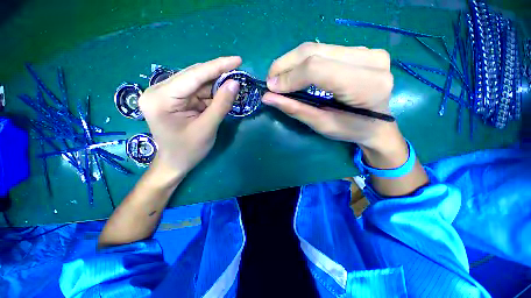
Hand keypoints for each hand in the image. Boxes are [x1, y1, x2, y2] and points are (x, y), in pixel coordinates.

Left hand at [138, 56, 241, 180]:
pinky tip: (222, 95)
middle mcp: (159, 90)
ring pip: (197, 82)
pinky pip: (196, 91)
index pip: (194, 75)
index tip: (238, 59)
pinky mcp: (174, 99)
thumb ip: (221, 104)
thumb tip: (235, 83)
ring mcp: (166, 94)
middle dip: (218, 75)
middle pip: (194, 76)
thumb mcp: (207, 128)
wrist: (174, 163)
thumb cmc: (188, 151)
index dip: (218, 66)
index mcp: (161, 98)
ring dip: (216, 85)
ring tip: (233, 86)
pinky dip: (211, 93)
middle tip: (239, 74)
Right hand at [262, 42, 399, 153]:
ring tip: (280, 77)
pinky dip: (305, 60)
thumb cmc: (351, 130)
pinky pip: (325, 50)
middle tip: (271, 80)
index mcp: (366, 85)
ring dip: (293, 61)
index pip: (317, 69)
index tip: (271, 88)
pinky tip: (296, 72)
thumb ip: (296, 109)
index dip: (289, 77)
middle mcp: (370, 60)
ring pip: (318, 47)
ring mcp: (368, 51)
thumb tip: (268, 97)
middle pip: (315, 51)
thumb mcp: (322, 125)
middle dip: (285, 65)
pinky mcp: (362, 50)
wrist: (378, 124)